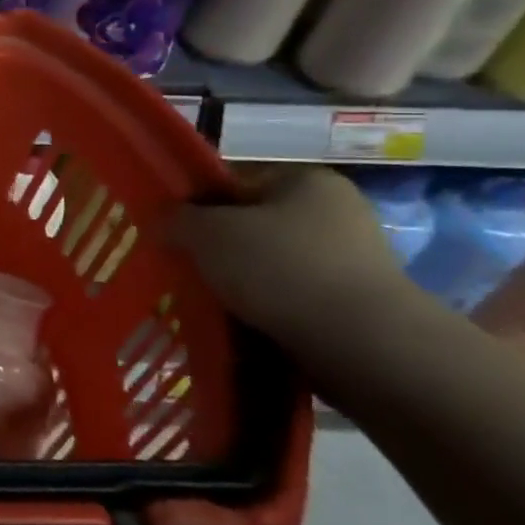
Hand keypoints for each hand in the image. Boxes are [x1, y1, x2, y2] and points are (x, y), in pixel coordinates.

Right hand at [171, 166, 414, 347]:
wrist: (362, 344)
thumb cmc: (281, 268)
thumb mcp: (207, 233)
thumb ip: (176, 219)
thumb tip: (162, 220)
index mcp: (304, 180)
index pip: (233, 181)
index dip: (196, 204)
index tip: (171, 231)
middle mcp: (334, 212)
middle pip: (251, 224)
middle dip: (216, 248)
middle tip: (184, 268)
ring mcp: (349, 261)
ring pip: (268, 265)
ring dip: (238, 282)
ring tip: (207, 302)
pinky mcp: (353, 305)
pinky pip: (290, 299)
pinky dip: (263, 309)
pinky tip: (239, 324)